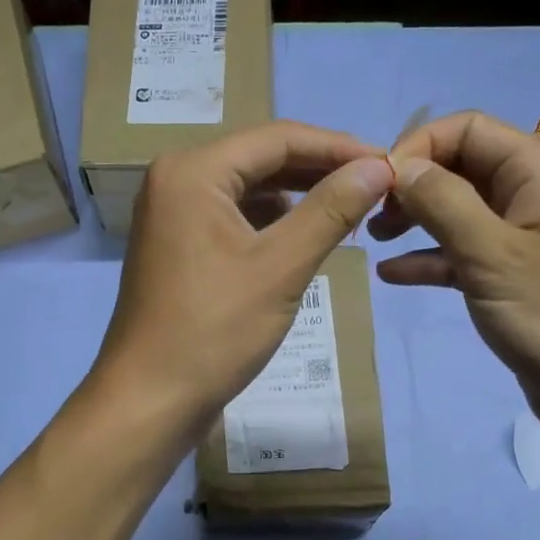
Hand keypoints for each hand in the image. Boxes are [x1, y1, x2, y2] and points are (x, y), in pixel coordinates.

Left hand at [93, 121, 393, 440]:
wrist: (149, 401)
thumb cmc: (213, 332)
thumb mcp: (280, 268)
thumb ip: (331, 210)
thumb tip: (380, 167)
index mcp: (192, 172)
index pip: (278, 138)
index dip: (338, 147)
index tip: (390, 164)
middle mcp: (176, 180)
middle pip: (261, 159)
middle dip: (320, 171)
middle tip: (377, 187)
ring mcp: (173, 214)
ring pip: (249, 189)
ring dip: (299, 197)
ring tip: (351, 210)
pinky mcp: (178, 245)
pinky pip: (234, 217)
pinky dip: (272, 223)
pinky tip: (307, 237)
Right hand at [371, 111, 539, 456]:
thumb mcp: (493, 254)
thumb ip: (442, 202)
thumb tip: (397, 166)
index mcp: (539, 169)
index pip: (465, 129)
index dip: (416, 148)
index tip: (375, 187)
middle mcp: (533, 191)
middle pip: (460, 165)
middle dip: (412, 185)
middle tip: (371, 218)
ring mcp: (525, 234)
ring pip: (458, 209)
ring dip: (416, 219)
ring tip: (376, 241)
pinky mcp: (515, 274)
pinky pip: (464, 251)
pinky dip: (431, 258)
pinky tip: (393, 275)